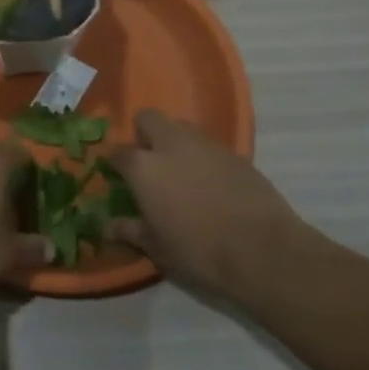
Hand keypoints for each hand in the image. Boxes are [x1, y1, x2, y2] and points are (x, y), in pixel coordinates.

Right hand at [107, 109, 303, 294]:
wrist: (262, 250)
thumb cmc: (197, 250)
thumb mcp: (156, 247)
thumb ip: (129, 230)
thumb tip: (106, 226)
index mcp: (143, 166)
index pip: (117, 152)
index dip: (114, 163)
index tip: (117, 177)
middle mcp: (170, 144)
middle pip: (148, 119)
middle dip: (144, 134)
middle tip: (149, 162)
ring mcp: (205, 145)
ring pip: (181, 127)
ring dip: (174, 141)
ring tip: (181, 171)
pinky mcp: (235, 153)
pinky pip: (209, 145)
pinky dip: (203, 156)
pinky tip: (210, 182)